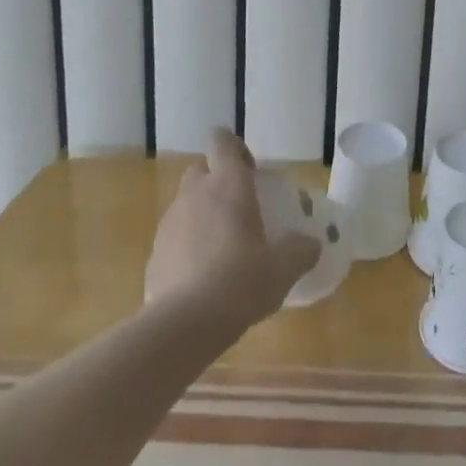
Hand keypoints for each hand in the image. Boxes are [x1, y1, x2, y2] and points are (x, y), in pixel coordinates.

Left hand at [144, 129, 319, 325]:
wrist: (185, 325)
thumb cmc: (242, 281)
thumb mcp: (283, 267)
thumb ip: (301, 250)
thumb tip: (312, 244)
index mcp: (228, 184)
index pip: (221, 141)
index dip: (233, 148)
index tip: (250, 171)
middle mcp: (195, 194)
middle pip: (200, 170)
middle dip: (215, 182)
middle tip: (238, 209)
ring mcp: (169, 223)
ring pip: (185, 204)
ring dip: (200, 215)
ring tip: (221, 248)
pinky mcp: (153, 254)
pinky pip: (172, 238)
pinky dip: (185, 247)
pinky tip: (201, 276)